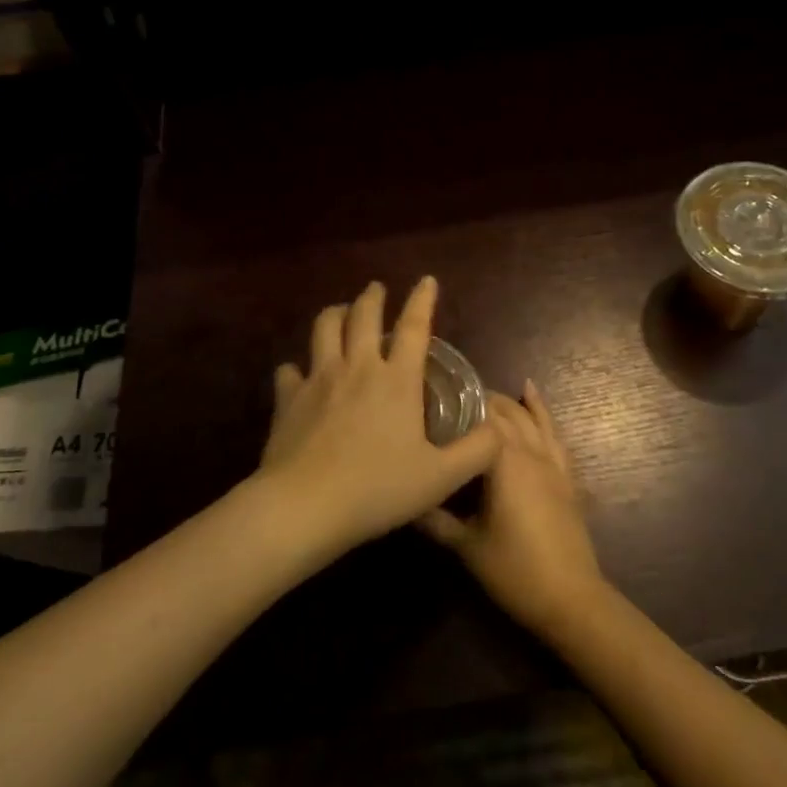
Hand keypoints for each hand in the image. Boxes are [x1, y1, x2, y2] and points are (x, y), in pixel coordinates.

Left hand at [259, 278, 502, 558]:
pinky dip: (296, 367)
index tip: (426, 280)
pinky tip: (298, 374)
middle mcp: (357, 367)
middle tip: (376, 289)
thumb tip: (498, 430)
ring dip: (334, 314)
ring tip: (340, 312)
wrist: (305, 506)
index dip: (422, 300)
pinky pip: (289, 370)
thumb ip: (476, 452)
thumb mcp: (441, 478)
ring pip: (324, 329)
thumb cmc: (377, 489)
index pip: (414, 327)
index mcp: (396, 380)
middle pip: (363, 316)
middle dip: (372, 297)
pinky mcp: (288, 398)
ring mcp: (318, 379)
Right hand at [419, 382, 606, 635]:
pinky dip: (542, 411)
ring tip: (484, 392)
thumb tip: (404, 500)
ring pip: (530, 419)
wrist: (570, 598)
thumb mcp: (466, 546)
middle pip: (505, 413)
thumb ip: (434, 520)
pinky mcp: (565, 476)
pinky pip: (554, 434)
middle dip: (479, 401)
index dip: (458, 403)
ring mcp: (552, 462)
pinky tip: (531, 394)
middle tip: (448, 399)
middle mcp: (530, 452)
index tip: (432, 397)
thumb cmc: (514, 570)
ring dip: (508, 403)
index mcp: (504, 461)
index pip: (480, 417)